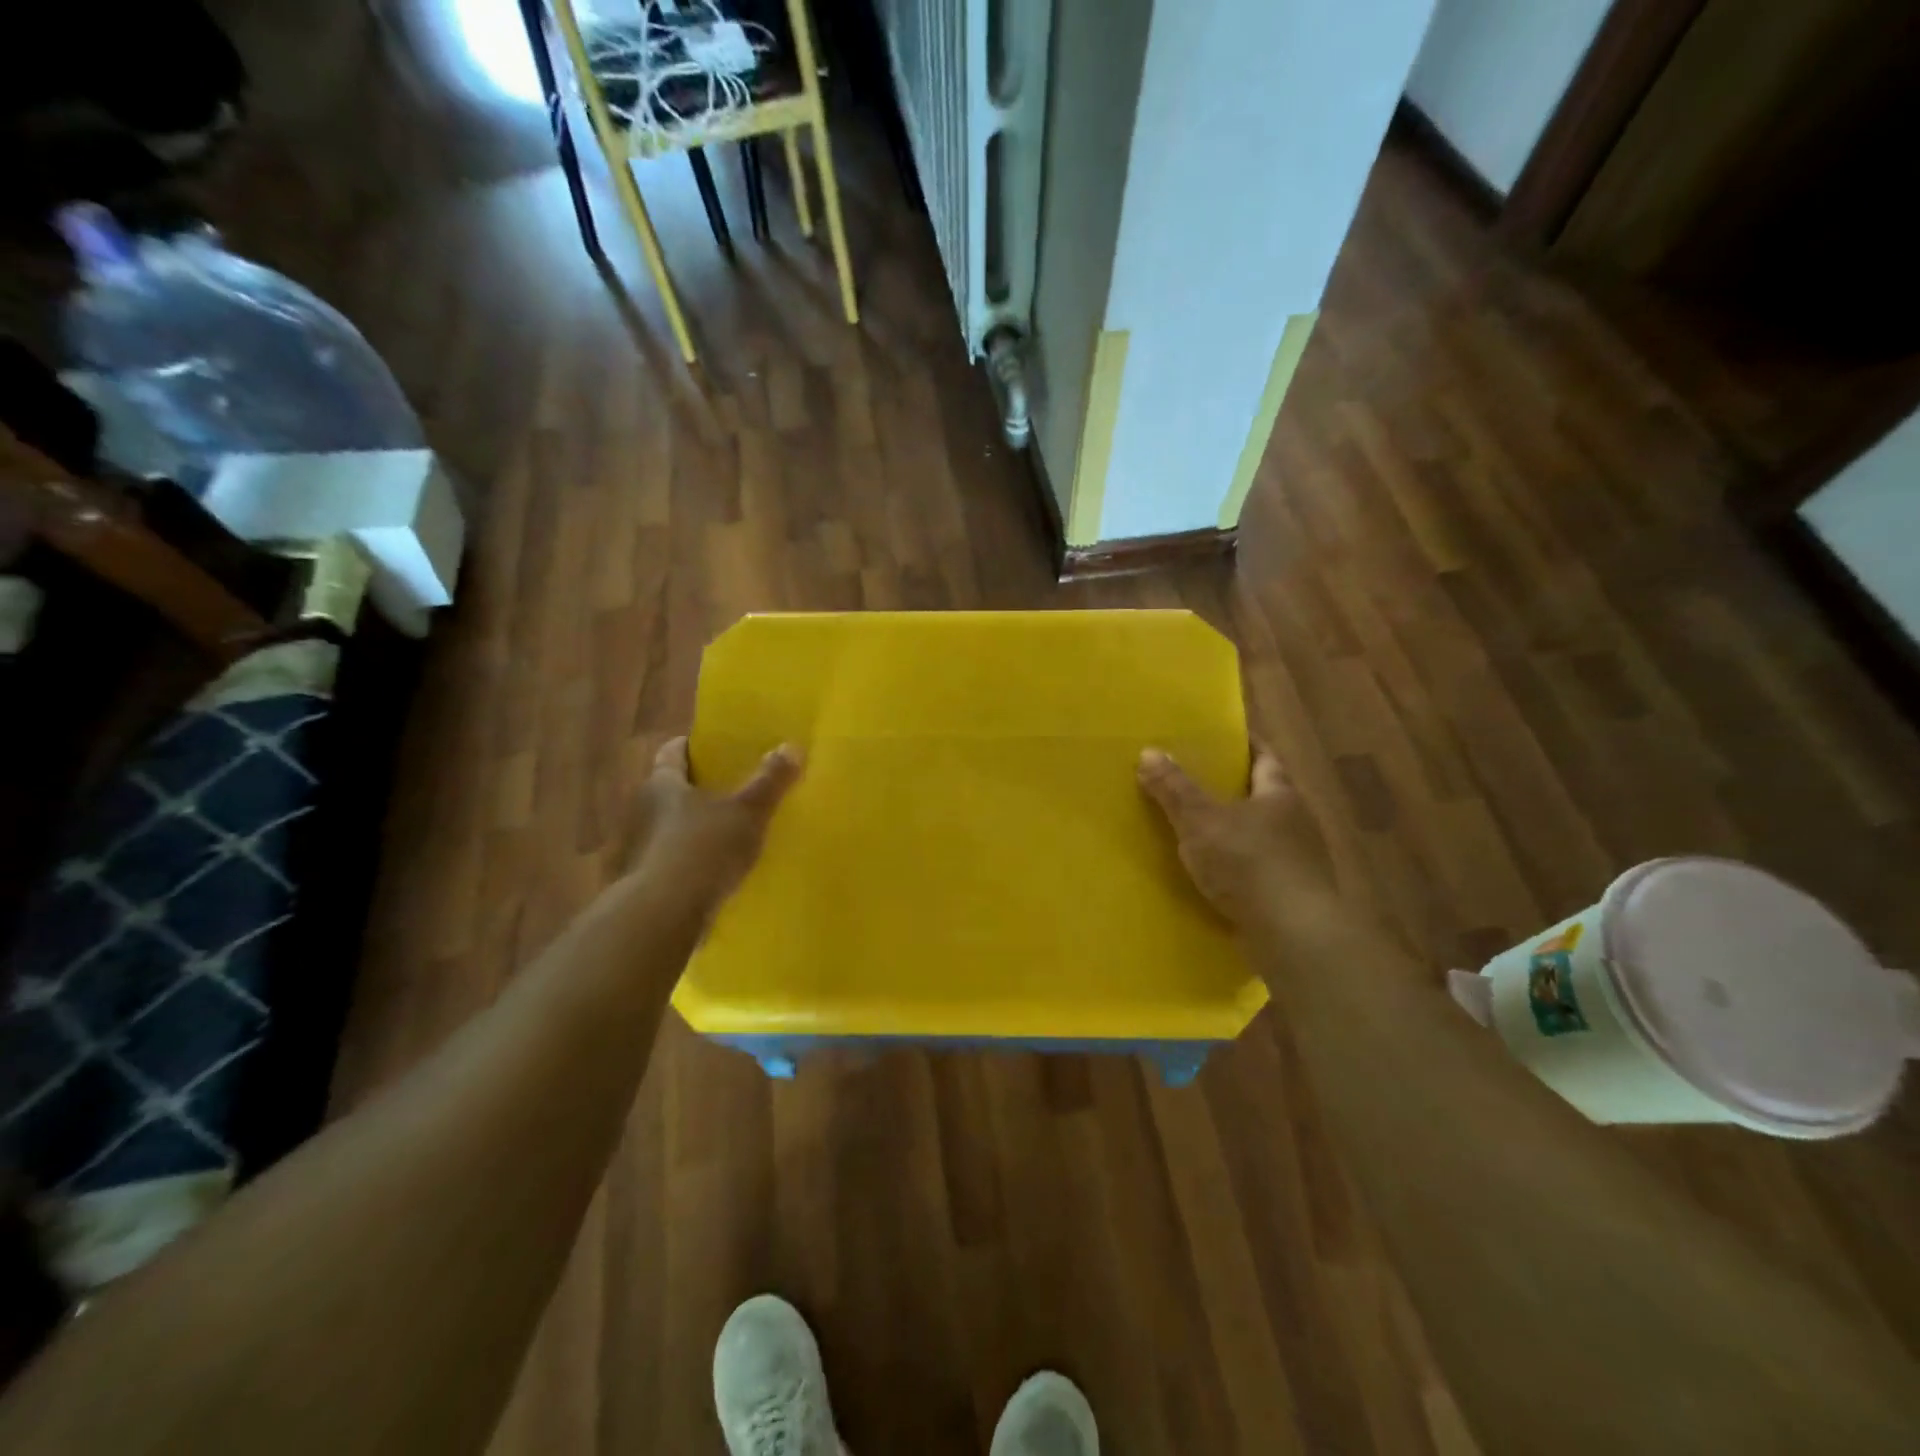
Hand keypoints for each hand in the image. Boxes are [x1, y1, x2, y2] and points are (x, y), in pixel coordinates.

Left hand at [624, 736, 801, 908]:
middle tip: (732, 788)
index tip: (714, 747)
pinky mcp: (643, 881)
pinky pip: (671, 860)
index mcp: (663, 784)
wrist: (662, 914)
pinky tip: (715, 871)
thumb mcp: (747, 812)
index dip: (691, 746)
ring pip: (669, 826)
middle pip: (670, 790)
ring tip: (729, 831)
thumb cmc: (703, 849)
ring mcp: (640, 848)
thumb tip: (792, 747)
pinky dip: (690, 860)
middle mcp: (643, 810)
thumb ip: (769, 781)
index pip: (672, 752)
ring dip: (694, 827)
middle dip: (697, 788)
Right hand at [1137, 742, 1337, 931]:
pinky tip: (1212, 872)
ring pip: (1260, 833)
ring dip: (1233, 830)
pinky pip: (1257, 868)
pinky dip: (1236, 865)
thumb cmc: (1249, 863)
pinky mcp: (1290, 894)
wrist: (1293, 935)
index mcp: (1280, 794)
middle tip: (1193, 780)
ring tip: (1195, 828)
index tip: (1217, 737)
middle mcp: (1296, 821)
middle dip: (1232, 788)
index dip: (1242, 744)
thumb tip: (1148, 751)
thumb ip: (1174, 788)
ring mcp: (1298, 860)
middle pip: (1262, 794)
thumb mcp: (1200, 820)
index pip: (1264, 756)